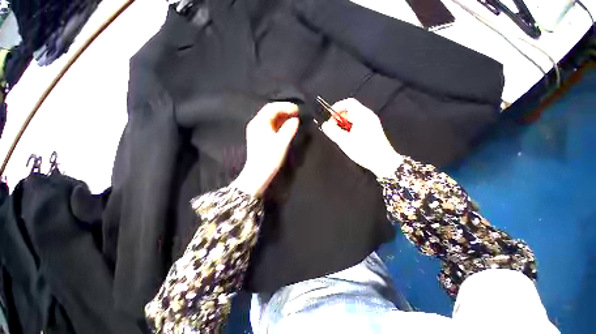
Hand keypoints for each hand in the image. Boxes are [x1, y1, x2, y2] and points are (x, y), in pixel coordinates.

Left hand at [232, 102, 299, 195]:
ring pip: (270, 119)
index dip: (286, 106)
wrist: (259, 174)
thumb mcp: (282, 142)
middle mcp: (256, 124)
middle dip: (284, 111)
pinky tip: (286, 127)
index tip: (298, 110)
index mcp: (259, 122)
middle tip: (297, 114)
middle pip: (270, 112)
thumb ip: (289, 128)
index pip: (272, 107)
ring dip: (282, 118)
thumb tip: (295, 119)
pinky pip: (270, 126)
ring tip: (294, 119)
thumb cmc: (270, 157)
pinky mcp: (260, 138)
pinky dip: (279, 125)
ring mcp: (257, 131)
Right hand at [321, 98, 401, 177]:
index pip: (348, 103)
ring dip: (344, 124)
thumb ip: (333, 131)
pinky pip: (359, 123)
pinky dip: (351, 128)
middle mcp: (368, 116)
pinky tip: (348, 138)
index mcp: (362, 115)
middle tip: (333, 129)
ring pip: (354, 118)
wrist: (383, 161)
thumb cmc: (365, 151)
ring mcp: (371, 122)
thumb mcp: (344, 141)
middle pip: (350, 110)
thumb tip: (325, 125)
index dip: (337, 108)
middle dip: (339, 118)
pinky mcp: (372, 129)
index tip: (330, 117)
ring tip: (340, 136)